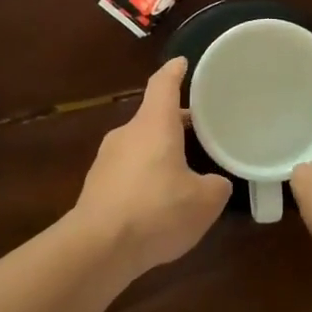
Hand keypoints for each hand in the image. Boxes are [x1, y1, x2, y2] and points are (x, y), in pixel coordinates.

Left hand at [71, 57, 230, 275]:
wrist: (97, 248)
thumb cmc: (156, 211)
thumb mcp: (204, 201)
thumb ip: (216, 186)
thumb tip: (216, 183)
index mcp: (154, 124)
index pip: (164, 84)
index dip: (175, 71)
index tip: (183, 62)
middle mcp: (127, 134)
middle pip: (154, 117)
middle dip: (176, 123)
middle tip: (201, 131)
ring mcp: (106, 160)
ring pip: (140, 146)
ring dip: (160, 153)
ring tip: (183, 173)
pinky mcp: (96, 186)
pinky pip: (127, 172)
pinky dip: (145, 178)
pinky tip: (158, 204)